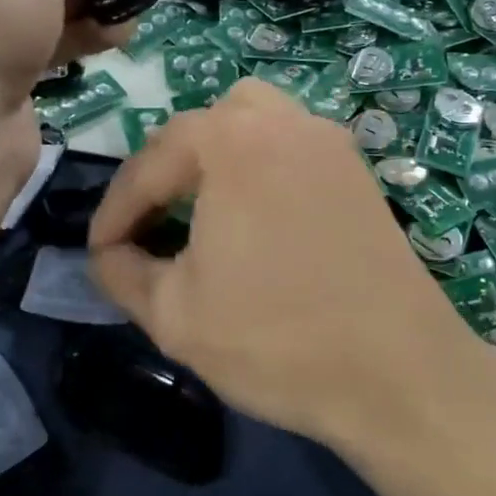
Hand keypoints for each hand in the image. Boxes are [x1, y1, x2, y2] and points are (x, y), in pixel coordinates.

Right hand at [88, 80, 482, 448]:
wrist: (399, 374)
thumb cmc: (276, 340)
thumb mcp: (174, 315)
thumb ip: (122, 272)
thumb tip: (108, 254)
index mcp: (231, 141)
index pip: (150, 164)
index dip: (115, 210)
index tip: (97, 250)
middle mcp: (283, 122)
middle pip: (200, 127)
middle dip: (162, 173)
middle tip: (145, 224)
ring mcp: (329, 142)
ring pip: (251, 123)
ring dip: (213, 157)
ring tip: (197, 208)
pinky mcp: (358, 171)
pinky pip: (290, 145)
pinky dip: (258, 165)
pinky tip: (255, 216)